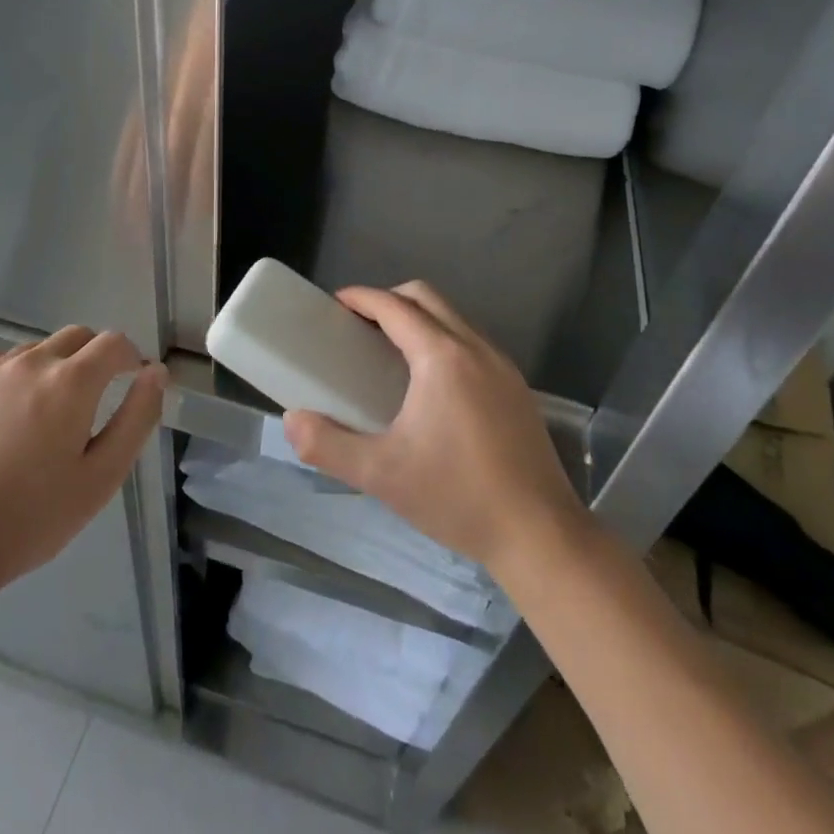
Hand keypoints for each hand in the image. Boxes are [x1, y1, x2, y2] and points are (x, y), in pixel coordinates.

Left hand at [0, 326, 165, 595]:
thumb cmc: (31, 518)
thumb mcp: (101, 477)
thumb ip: (137, 417)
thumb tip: (155, 373)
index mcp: (70, 382)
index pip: (114, 343)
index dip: (131, 357)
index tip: (134, 382)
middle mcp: (31, 362)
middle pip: (77, 337)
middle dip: (96, 358)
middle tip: (94, 402)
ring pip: (39, 350)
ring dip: (55, 368)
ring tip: (46, 418)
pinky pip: (2, 363)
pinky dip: (18, 377)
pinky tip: (9, 420)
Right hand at [283, 283, 587, 581]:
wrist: (541, 536)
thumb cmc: (457, 496)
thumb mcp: (381, 474)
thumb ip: (328, 445)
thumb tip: (292, 420)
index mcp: (442, 357)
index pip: (394, 305)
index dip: (361, 297)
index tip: (334, 304)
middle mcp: (476, 348)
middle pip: (426, 297)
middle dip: (389, 299)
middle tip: (359, 326)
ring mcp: (503, 367)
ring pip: (454, 318)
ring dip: (419, 319)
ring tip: (389, 353)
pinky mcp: (517, 389)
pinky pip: (472, 342)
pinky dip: (443, 340)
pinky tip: (430, 386)